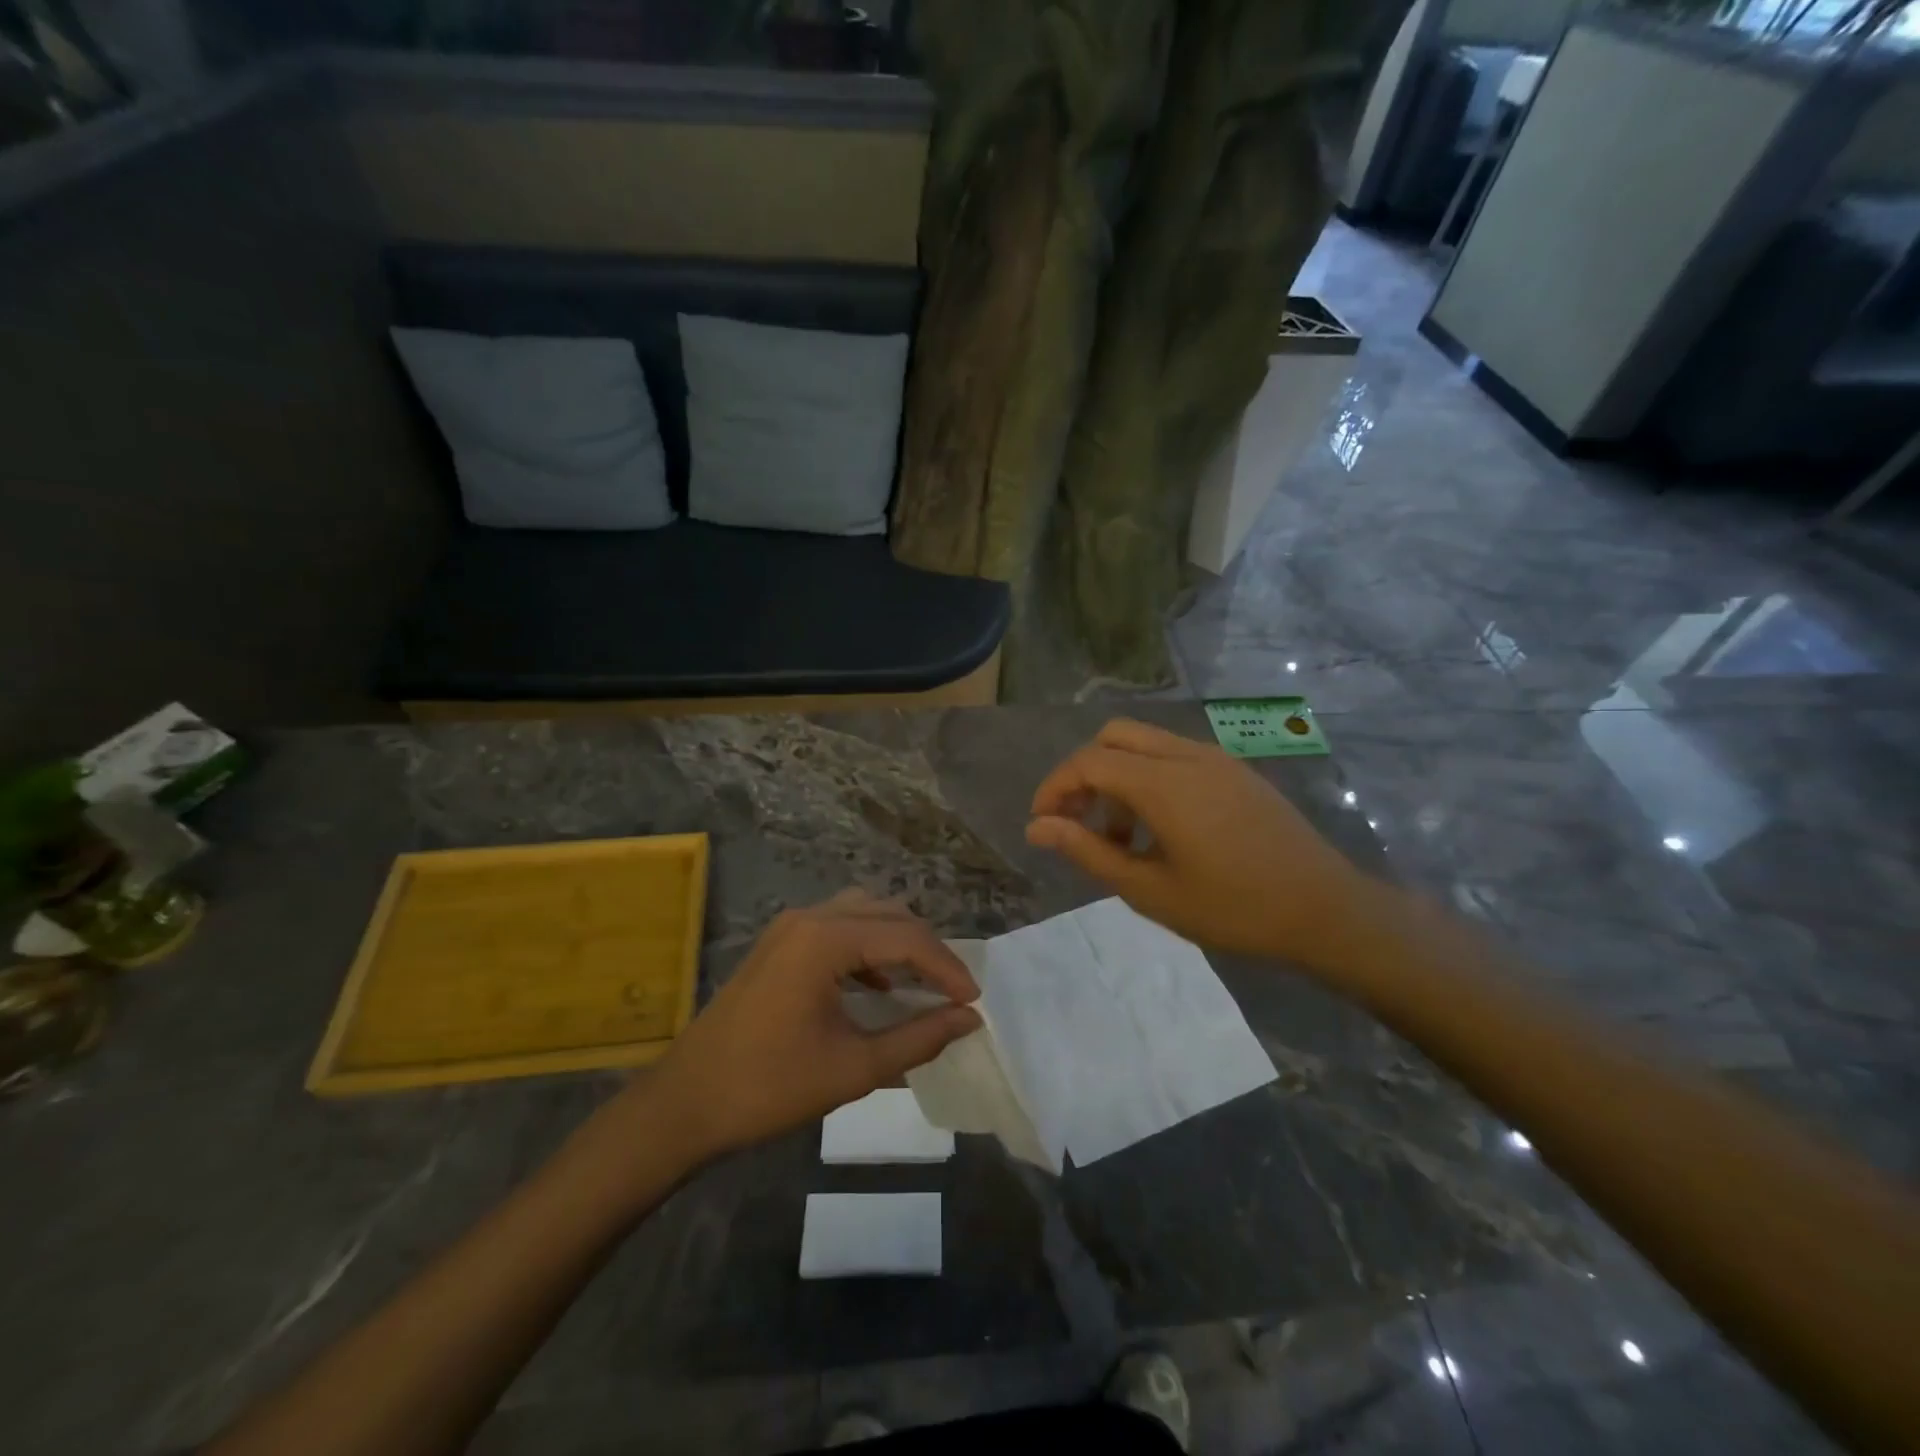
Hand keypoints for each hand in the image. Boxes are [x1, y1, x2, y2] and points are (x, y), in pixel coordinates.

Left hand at [650, 892, 981, 1161]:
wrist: (685, 1103)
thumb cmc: (769, 1087)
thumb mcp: (853, 1068)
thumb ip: (918, 1039)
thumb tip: (968, 1020)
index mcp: (826, 940)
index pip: (907, 938)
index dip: (947, 968)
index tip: (973, 1003)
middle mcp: (810, 918)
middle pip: (888, 915)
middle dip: (927, 950)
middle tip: (953, 993)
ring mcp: (789, 926)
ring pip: (864, 913)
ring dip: (898, 942)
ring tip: (923, 983)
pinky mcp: (779, 942)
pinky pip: (838, 926)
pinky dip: (868, 947)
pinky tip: (877, 986)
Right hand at [1026, 718, 1374, 967]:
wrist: (1326, 911)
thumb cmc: (1233, 909)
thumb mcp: (1149, 890)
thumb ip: (1088, 851)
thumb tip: (1037, 827)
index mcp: (1163, 783)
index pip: (1088, 762)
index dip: (1055, 787)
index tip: (1042, 823)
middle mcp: (1187, 756)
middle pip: (1113, 737)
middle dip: (1084, 773)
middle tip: (1078, 821)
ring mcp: (1217, 759)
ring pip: (1145, 744)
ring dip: (1118, 778)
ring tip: (1121, 839)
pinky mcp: (1237, 771)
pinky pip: (1176, 757)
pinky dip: (1150, 779)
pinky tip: (1162, 830)